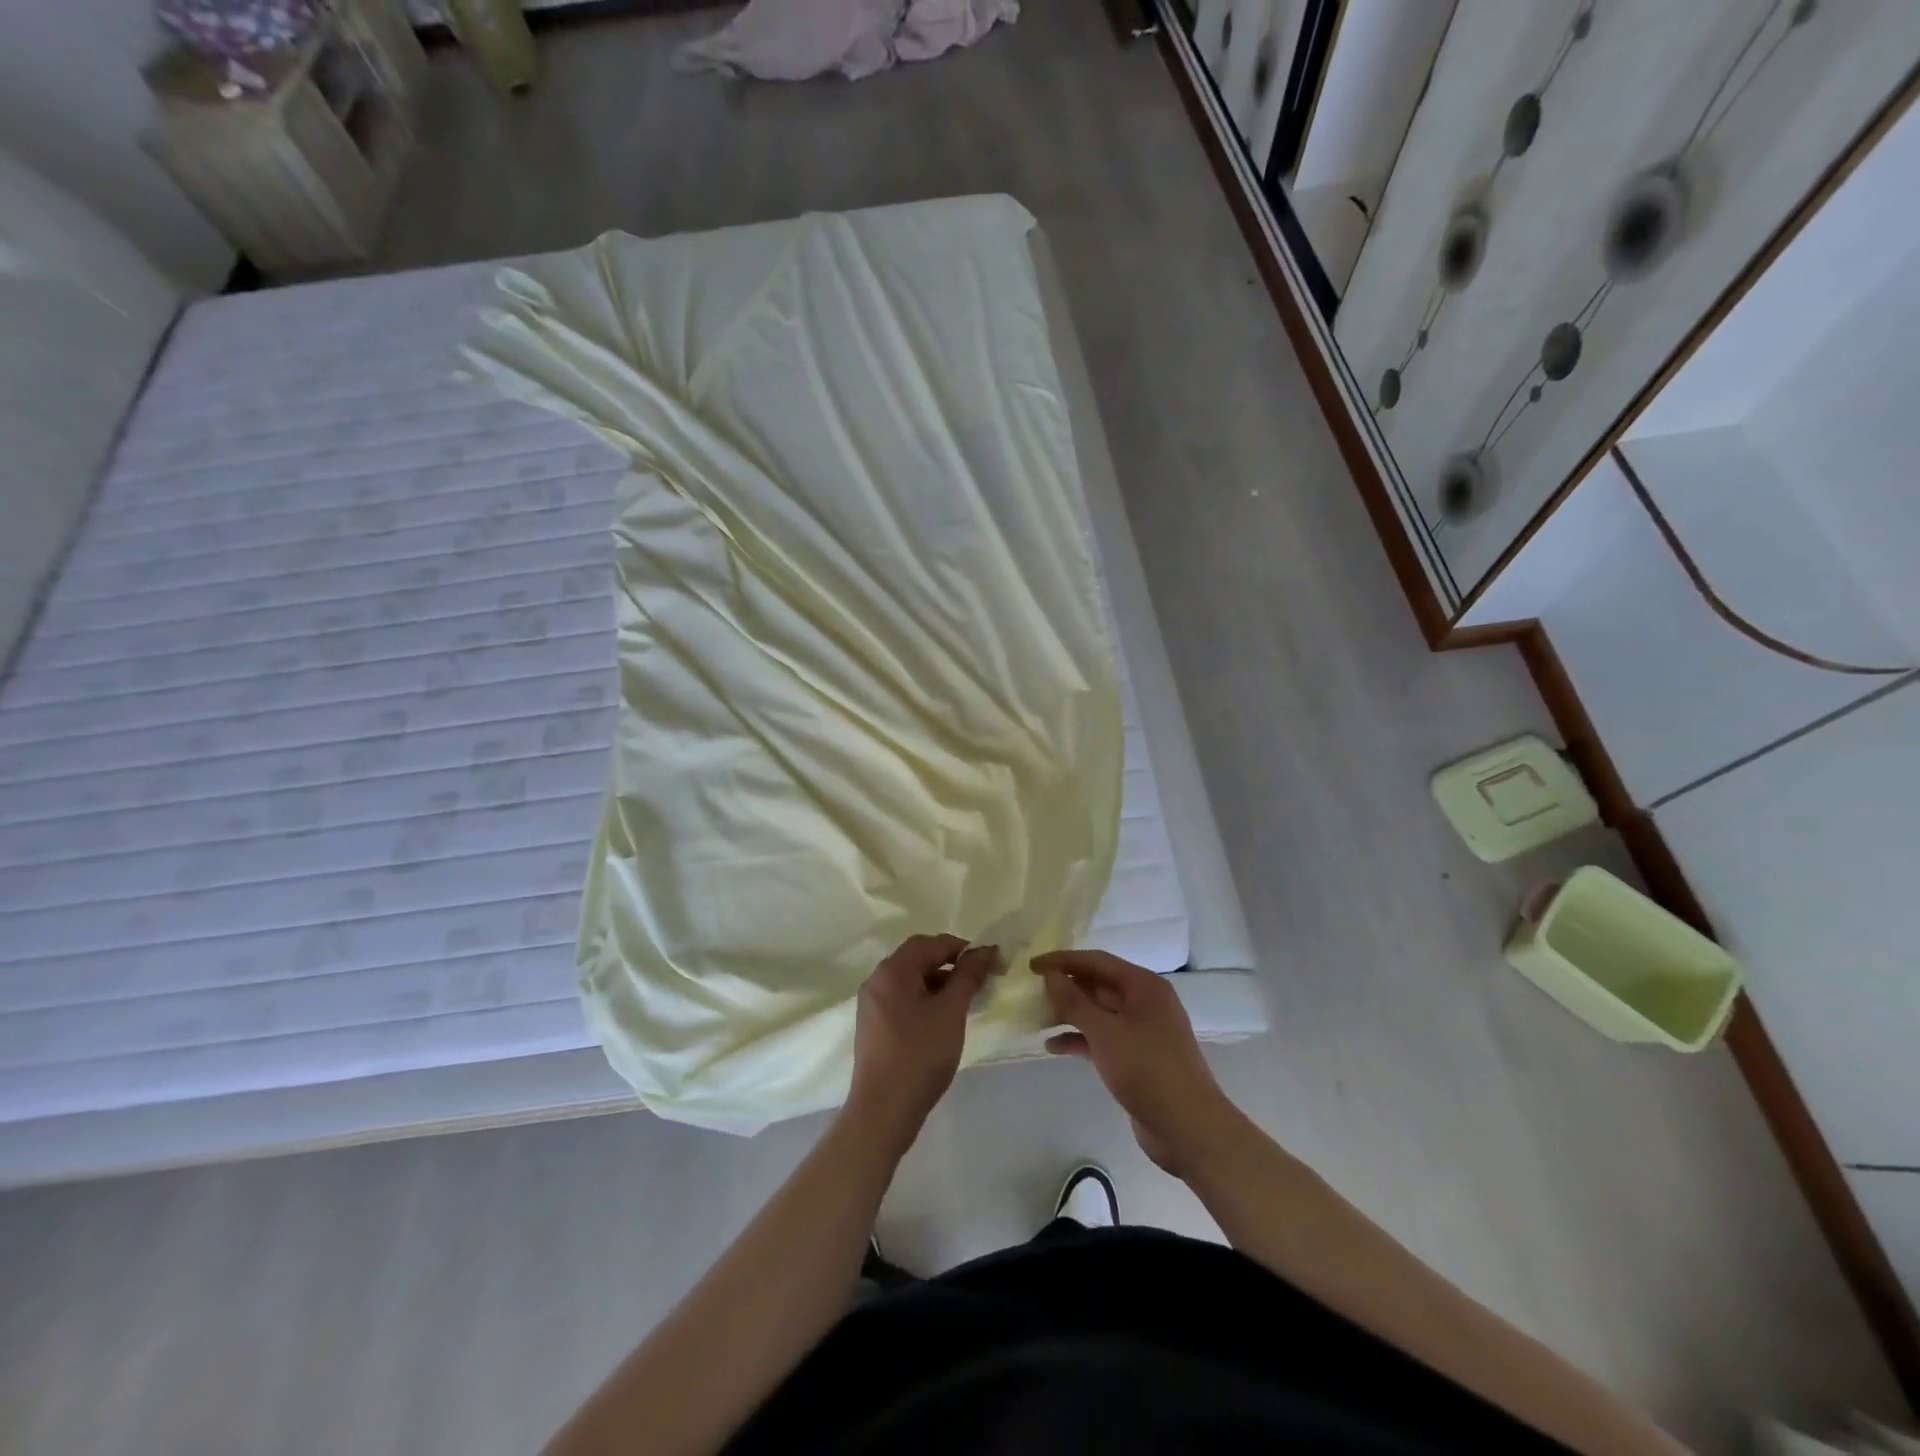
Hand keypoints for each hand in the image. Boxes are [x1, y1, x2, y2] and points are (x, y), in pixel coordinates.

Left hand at [847, 934, 998, 1148]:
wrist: (883, 1111)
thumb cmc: (920, 1055)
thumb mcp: (951, 1011)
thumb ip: (968, 975)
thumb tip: (986, 949)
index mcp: (892, 970)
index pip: (931, 943)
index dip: (963, 948)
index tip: (990, 963)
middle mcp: (877, 980)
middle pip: (918, 958)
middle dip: (951, 964)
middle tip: (979, 981)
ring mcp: (872, 1004)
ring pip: (910, 980)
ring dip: (939, 982)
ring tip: (965, 1001)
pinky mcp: (874, 1026)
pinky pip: (902, 999)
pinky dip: (925, 999)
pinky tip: (943, 1019)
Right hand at [1035, 949, 1245, 1177]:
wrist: (1188, 1128)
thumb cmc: (1147, 1069)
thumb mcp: (1105, 1032)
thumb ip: (1074, 1001)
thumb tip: (1051, 975)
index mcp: (1143, 986)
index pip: (1097, 961)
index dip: (1063, 960)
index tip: (1032, 966)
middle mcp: (1145, 1002)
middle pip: (1098, 985)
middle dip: (1066, 988)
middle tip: (1032, 992)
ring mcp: (1142, 1031)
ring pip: (1099, 1013)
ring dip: (1069, 1014)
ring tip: (1037, 1018)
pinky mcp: (1137, 1058)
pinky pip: (1103, 1038)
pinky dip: (1080, 1039)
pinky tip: (1053, 1047)